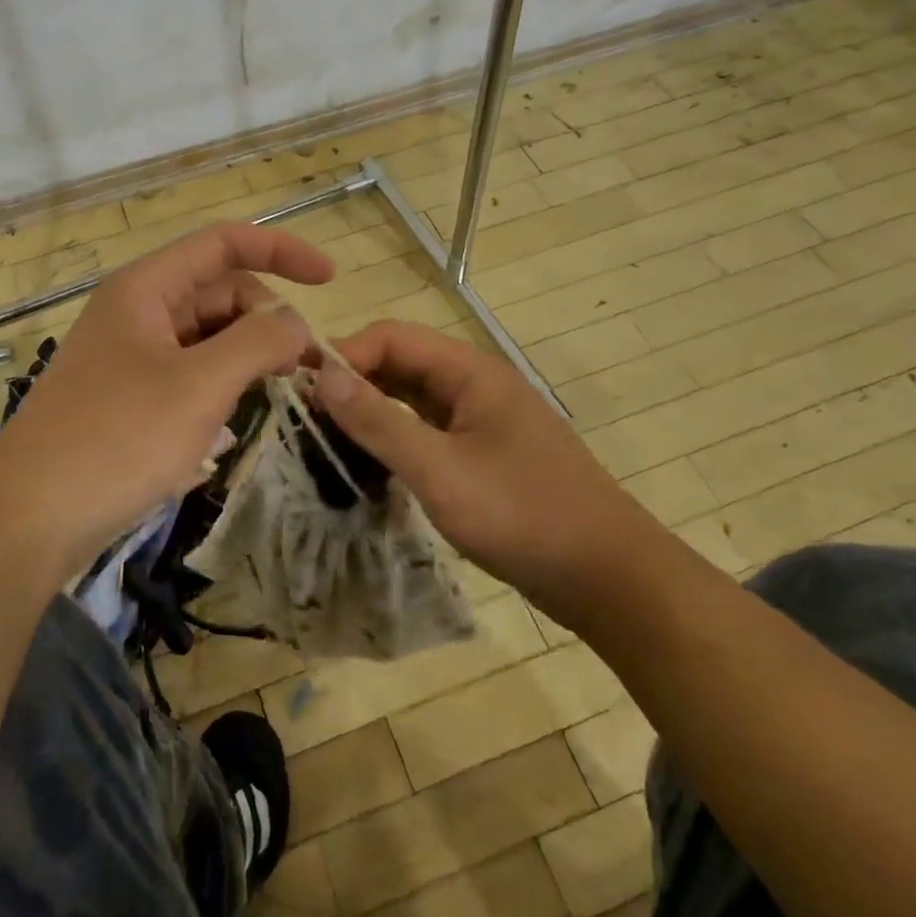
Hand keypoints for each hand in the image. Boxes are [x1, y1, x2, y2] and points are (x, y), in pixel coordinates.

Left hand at [0, 222, 333, 580]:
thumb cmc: (116, 439)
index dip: (280, 250)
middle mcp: (137, 310)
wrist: (27, 520)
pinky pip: (188, 369)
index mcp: (146, 288)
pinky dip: (221, 381)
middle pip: (218, 290)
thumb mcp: (199, 386)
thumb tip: (294, 321)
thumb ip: (257, 341)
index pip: (223, 244)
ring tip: (280, 389)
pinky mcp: (128, 395)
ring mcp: (130, 353)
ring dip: (247, 351)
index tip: (330, 279)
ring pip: (206, 333)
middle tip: (304, 365)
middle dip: (267, 315)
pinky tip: (236, 415)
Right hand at [313, 320, 663, 614]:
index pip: (392, 337)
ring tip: (328, 438)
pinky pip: (430, 429)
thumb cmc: (524, 516)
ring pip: (414, 398)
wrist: (611, 579)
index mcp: (470, 371)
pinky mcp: (486, 453)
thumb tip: (322, 375)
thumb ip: (380, 421)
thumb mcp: (441, 471)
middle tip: (307, 416)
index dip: (346, 355)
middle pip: (402, 363)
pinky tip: (372, 462)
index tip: (304, 390)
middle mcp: (476, 384)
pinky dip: (397, 437)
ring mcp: (484, 420)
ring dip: (373, 410)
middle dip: (355, 382)